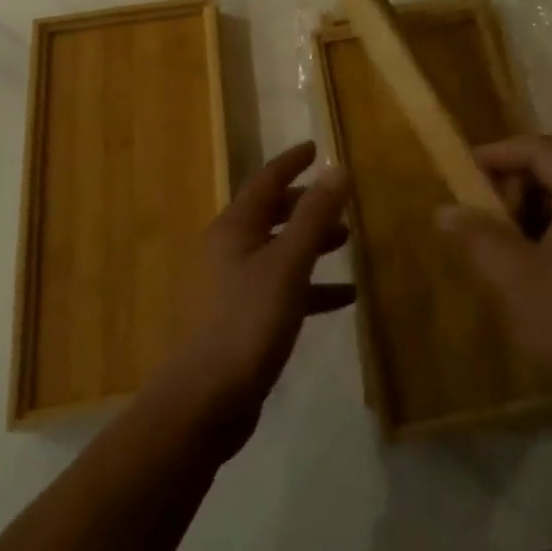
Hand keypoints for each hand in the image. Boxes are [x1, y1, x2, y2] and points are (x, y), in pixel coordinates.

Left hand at [159, 143, 353, 452]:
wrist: (204, 402)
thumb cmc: (247, 321)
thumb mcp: (288, 264)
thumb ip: (314, 215)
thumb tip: (336, 167)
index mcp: (234, 228)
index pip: (266, 181)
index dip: (291, 162)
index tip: (314, 148)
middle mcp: (229, 249)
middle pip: (271, 214)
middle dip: (305, 204)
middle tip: (338, 201)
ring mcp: (232, 285)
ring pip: (278, 250)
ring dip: (310, 243)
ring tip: (347, 241)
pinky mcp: (240, 319)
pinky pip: (281, 288)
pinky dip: (310, 285)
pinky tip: (343, 297)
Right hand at [439, 135, 551, 417]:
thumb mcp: (512, 276)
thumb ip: (476, 235)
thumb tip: (443, 211)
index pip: (543, 149)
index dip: (501, 152)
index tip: (466, 172)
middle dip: (514, 179)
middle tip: (483, 208)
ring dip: (528, 203)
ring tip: (499, 236)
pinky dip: (546, 224)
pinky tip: (525, 258)